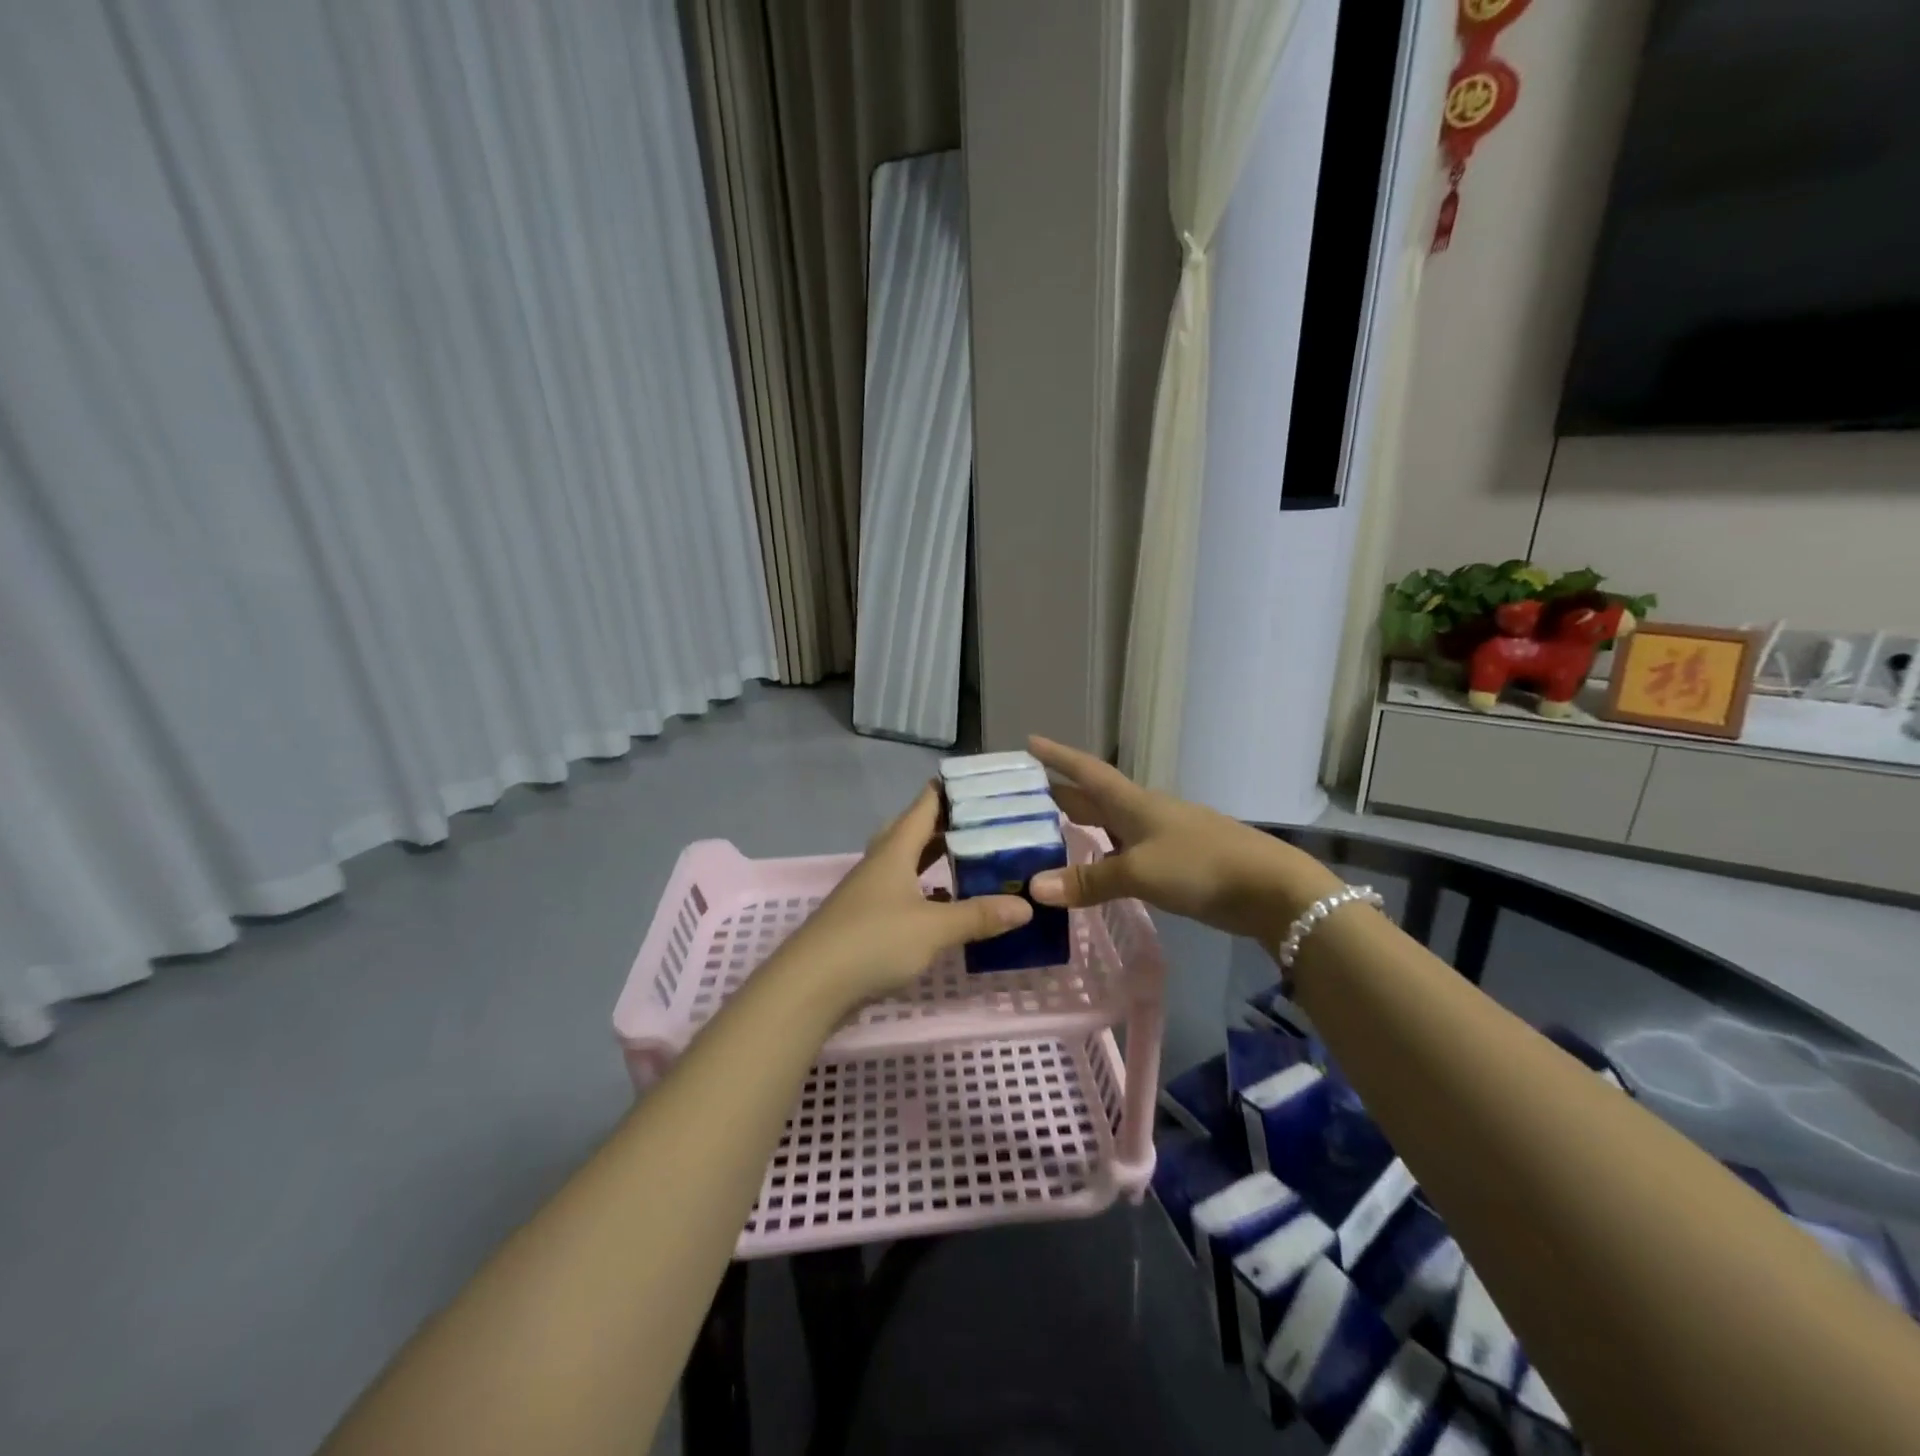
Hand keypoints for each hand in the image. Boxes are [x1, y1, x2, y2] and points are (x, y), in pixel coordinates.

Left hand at [771, 785, 1031, 1013]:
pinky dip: (926, 890)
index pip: (925, 804)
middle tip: (988, 821)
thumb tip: (1026, 906)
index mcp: (895, 849)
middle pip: (916, 830)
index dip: (951, 789)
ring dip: (937, 857)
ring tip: (973, 856)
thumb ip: (978, 915)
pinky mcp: (866, 918)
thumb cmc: (872, 942)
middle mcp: (881, 862)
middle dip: (950, 823)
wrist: (810, 985)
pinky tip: (944, 903)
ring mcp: (870, 890)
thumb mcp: (933, 928)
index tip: (984, 783)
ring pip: (908, 861)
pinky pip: (903, 891)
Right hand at [1026, 737, 1342, 943]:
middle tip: (1020, 799)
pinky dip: (1102, 856)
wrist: (1268, 887)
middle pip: (1093, 798)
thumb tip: (1034, 888)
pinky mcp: (1173, 862)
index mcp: (1132, 802)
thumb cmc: (1200, 865)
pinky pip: (1125, 851)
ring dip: (1080, 827)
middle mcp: (1142, 813)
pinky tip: (1091, 869)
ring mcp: (1160, 837)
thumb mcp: (1138, 872)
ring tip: (1046, 835)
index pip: (1086, 771)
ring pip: (1109, 826)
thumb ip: (1088, 880)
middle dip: (1059, 795)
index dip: (1057, 756)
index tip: (1029, 742)